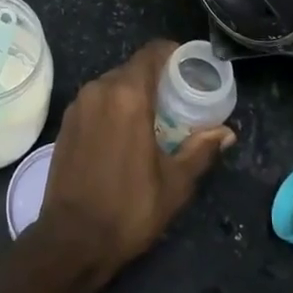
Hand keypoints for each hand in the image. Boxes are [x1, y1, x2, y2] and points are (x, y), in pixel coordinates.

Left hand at [30, 40, 233, 286]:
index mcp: (127, 95)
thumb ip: (200, 150)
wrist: (71, 240)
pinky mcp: (66, 122)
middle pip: (132, 68)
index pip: (151, 53)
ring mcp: (78, 104)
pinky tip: (126, 133)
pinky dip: (113, 107)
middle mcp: (98, 89)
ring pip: (112, 84)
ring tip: (156, 118)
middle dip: (156, 78)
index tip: (191, 68)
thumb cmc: (129, 209)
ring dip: (134, 93)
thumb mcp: (175, 183)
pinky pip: (96, 101)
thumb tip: (226, 132)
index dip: (173, 53)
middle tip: (180, 99)